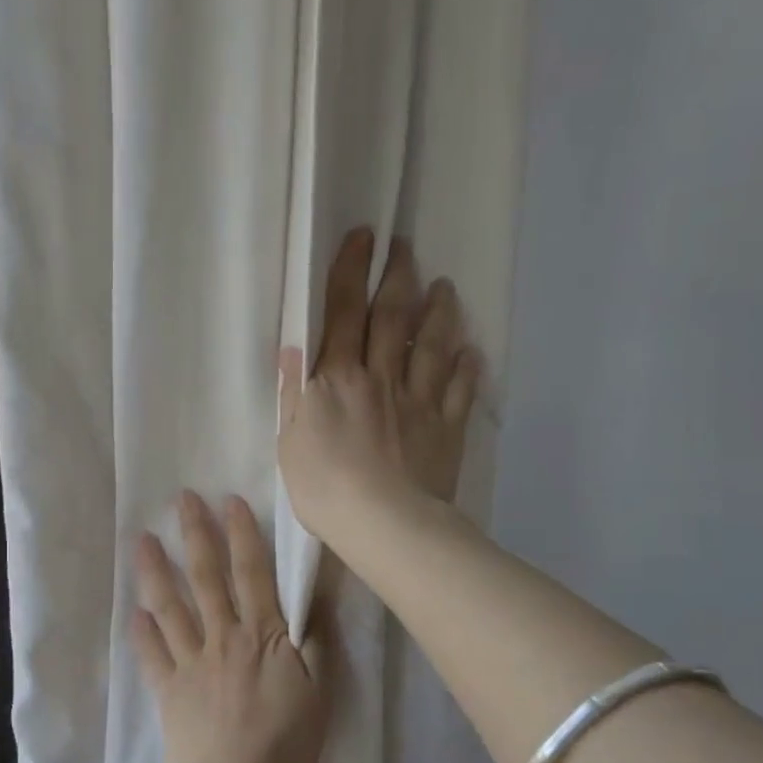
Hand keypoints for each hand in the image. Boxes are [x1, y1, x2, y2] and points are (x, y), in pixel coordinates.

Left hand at [131, 492, 332, 762]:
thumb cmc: (285, 743)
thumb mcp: (320, 693)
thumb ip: (317, 645)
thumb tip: (316, 602)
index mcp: (262, 635)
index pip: (252, 573)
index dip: (242, 535)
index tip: (229, 500)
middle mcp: (223, 637)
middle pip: (207, 578)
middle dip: (195, 534)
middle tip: (181, 499)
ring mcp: (191, 662)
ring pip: (171, 607)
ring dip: (156, 571)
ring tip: (142, 540)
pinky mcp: (169, 690)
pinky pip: (152, 655)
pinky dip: (141, 633)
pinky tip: (132, 613)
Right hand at [278, 228, 479, 543]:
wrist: (385, 524)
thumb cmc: (325, 488)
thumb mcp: (290, 443)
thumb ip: (293, 395)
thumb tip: (294, 348)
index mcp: (338, 379)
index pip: (343, 312)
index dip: (352, 271)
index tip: (364, 237)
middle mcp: (381, 377)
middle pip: (392, 317)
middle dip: (398, 277)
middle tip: (405, 247)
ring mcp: (418, 400)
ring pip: (432, 345)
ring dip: (439, 313)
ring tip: (445, 288)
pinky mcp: (445, 427)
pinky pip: (458, 390)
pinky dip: (466, 368)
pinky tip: (472, 352)